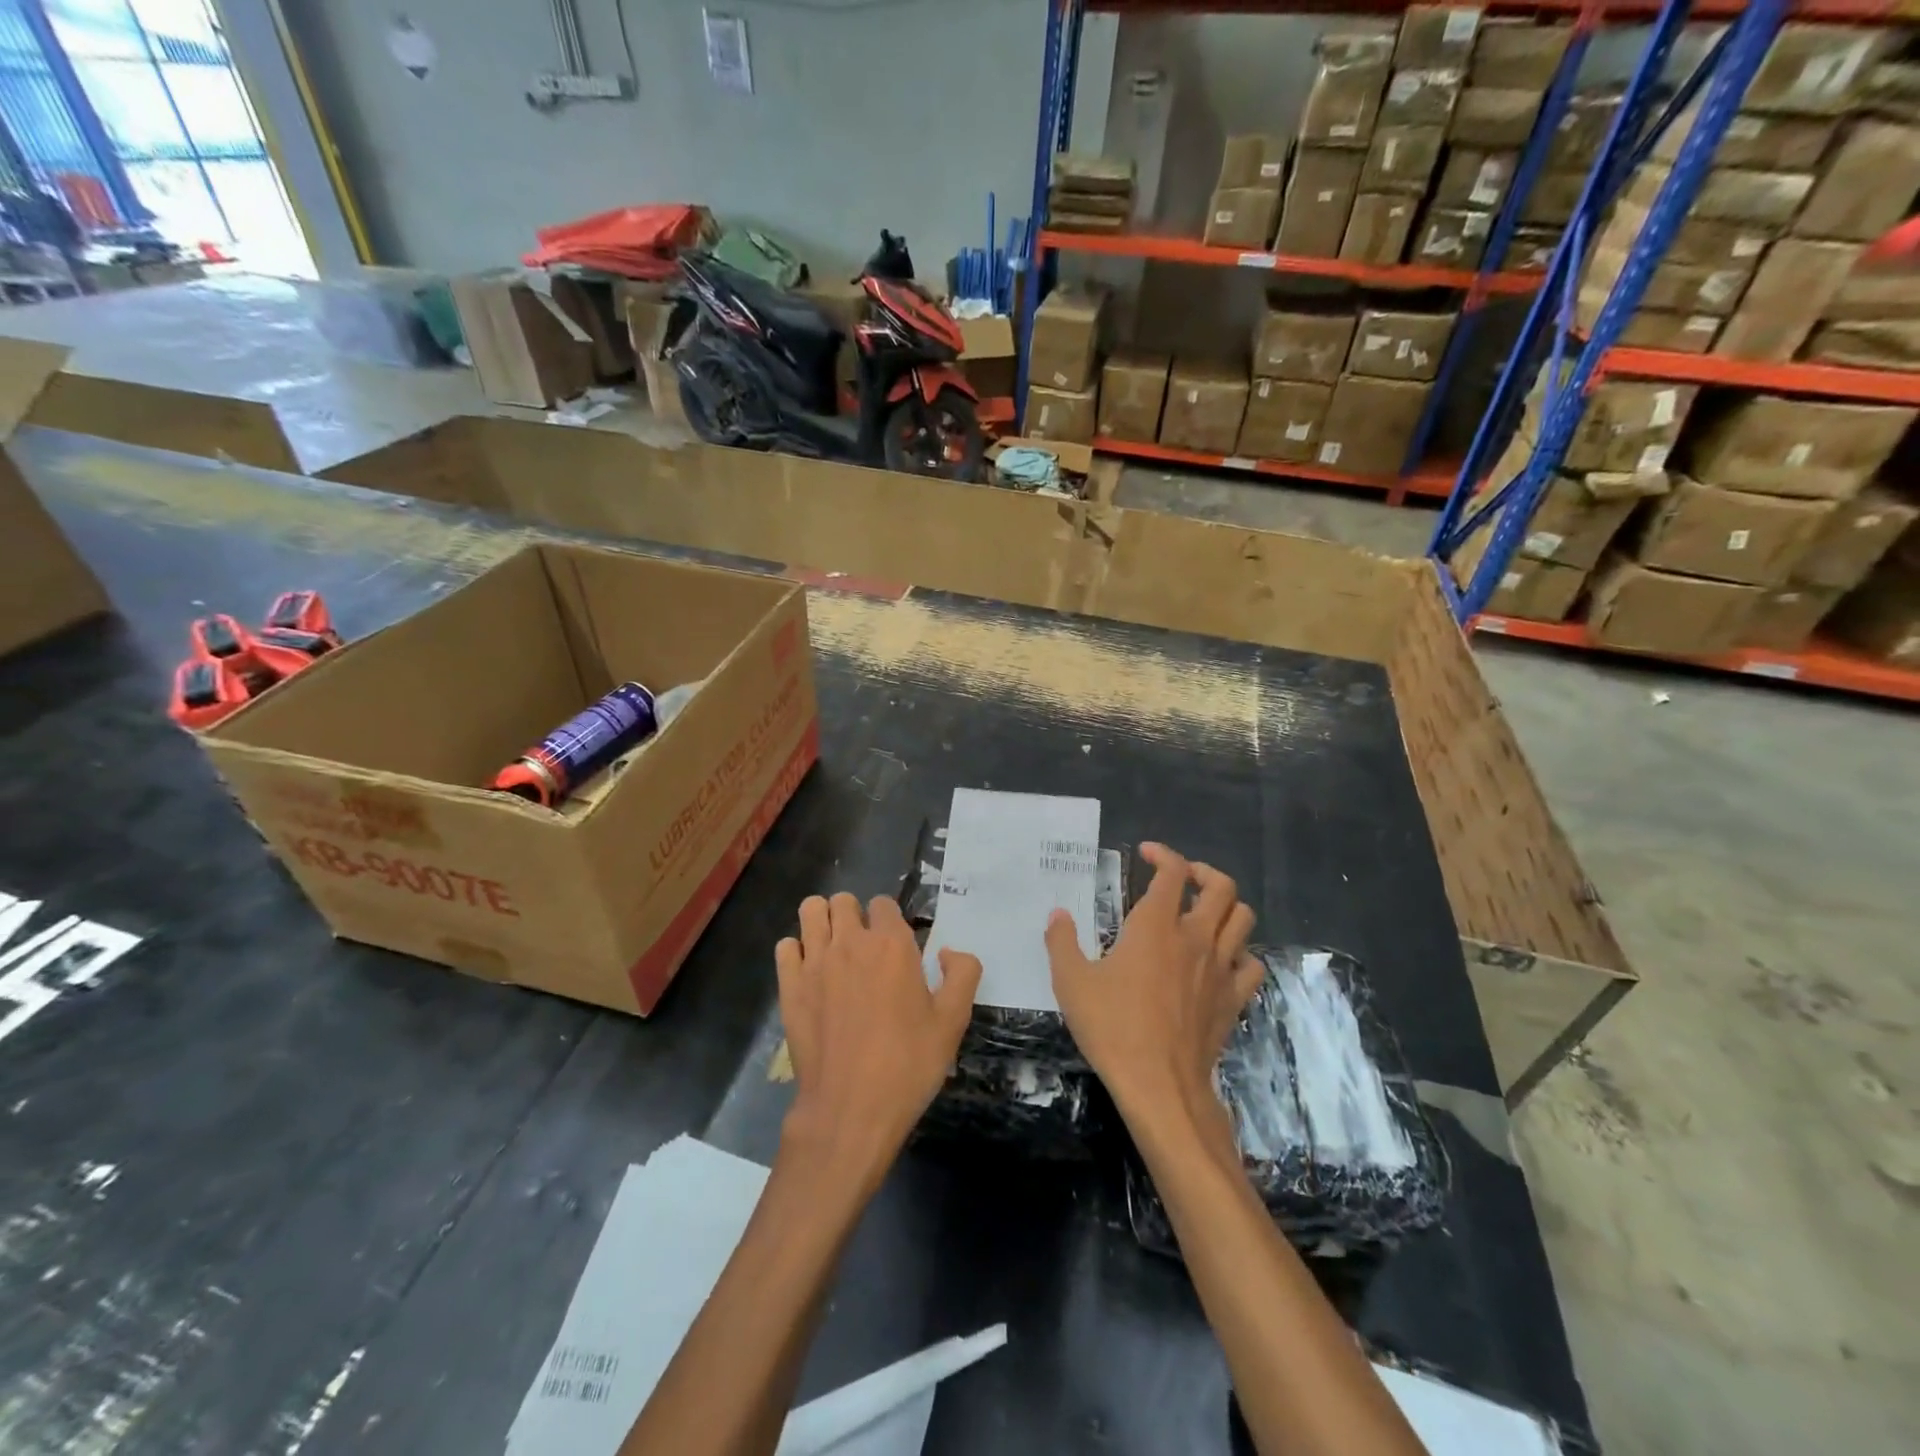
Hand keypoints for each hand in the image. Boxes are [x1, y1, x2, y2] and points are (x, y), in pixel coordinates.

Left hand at [776, 893, 981, 1189]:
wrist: (850, 1109)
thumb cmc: (908, 1064)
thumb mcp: (953, 1021)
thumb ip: (962, 974)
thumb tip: (948, 951)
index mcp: (892, 944)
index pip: (884, 904)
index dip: (890, 920)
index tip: (896, 947)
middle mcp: (851, 942)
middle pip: (844, 900)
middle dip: (854, 915)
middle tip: (865, 947)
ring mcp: (815, 961)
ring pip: (811, 910)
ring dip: (823, 921)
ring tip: (835, 948)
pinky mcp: (789, 985)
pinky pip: (786, 946)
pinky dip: (797, 951)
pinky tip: (810, 973)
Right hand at [1045, 843, 1262, 1123]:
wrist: (1159, 1084)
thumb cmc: (1112, 1027)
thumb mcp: (1071, 982)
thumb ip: (1061, 942)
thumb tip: (1058, 915)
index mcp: (1156, 926)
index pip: (1172, 871)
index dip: (1163, 854)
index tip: (1147, 853)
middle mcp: (1195, 938)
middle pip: (1222, 887)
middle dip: (1204, 872)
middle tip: (1183, 879)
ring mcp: (1220, 968)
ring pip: (1243, 919)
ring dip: (1227, 907)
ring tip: (1205, 912)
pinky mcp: (1234, 999)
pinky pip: (1251, 964)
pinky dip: (1240, 953)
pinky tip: (1222, 961)